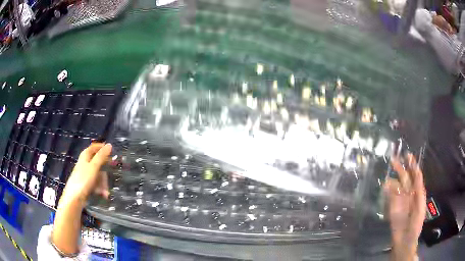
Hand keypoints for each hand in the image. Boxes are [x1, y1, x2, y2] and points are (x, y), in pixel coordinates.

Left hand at [52, 143, 111, 254]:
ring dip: (103, 184)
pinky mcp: (83, 191)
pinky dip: (99, 190)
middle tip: (111, 174)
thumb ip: (100, 158)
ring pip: (96, 178)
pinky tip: (102, 196)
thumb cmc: (80, 186)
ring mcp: (82, 181)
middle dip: (104, 170)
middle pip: (95, 165)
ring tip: (106, 193)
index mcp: (82, 162)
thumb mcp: (91, 171)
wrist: (71, 205)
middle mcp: (81, 170)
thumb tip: (109, 146)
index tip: (109, 149)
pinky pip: (94, 187)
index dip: (98, 147)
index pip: (90, 150)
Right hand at [384, 154, 425, 260]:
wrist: (405, 239)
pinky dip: (388, 189)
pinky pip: (390, 196)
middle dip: (401, 168)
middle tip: (394, 159)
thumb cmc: (416, 223)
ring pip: (397, 186)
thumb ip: (419, 190)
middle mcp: (409, 194)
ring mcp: (400, 200)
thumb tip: (416, 174)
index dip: (412, 165)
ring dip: (393, 179)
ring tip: (389, 173)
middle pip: (405, 178)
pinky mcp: (392, 207)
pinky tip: (385, 185)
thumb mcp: (421, 205)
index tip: (407, 155)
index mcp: (417, 192)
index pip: (415, 176)